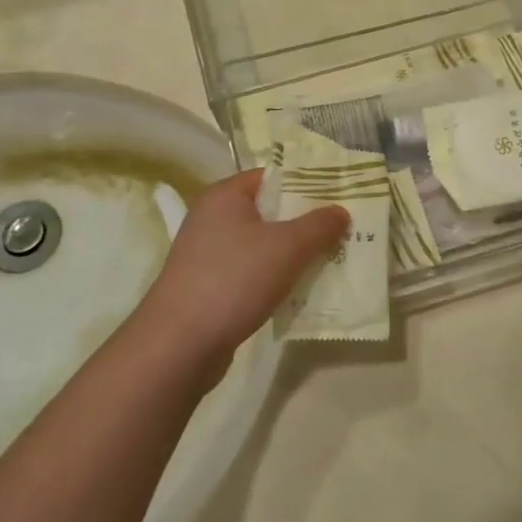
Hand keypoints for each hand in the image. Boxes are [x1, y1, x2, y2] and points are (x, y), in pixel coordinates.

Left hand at [133, 170, 348, 373]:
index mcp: (225, 196)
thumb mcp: (287, 247)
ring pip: (262, 244)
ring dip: (292, 254)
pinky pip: (251, 271)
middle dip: (305, 222)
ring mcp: (208, 254)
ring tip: (329, 261)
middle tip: (342, 231)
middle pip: (269, 211)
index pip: (272, 177)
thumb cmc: (234, 280)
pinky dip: (274, 278)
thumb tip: (341, 211)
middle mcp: (212, 218)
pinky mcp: (209, 286)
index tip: (339, 198)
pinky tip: (298, 291)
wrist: (179, 345)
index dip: (307, 184)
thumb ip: (318, 225)